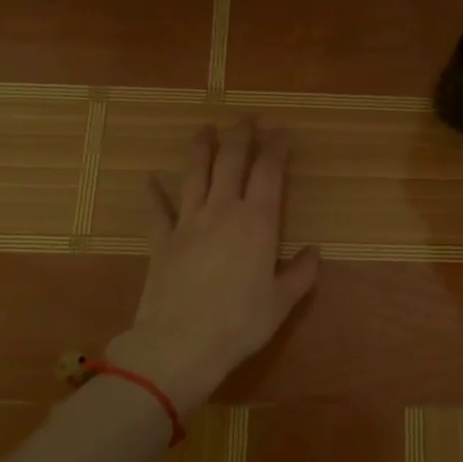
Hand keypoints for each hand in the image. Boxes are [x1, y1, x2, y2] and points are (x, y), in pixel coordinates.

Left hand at [109, 120, 320, 410]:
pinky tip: (149, 180)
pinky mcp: (161, 241)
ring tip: (204, 129)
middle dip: (240, 134)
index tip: (280, 129)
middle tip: (246, 117)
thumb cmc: (239, 323)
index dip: (275, 146)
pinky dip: (153, 194)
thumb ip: (300, 274)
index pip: (269, 171)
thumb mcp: (281, 302)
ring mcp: (187, 222)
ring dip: (200, 148)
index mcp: (257, 222)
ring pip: (194, 174)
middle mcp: (222, 211)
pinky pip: (156, 210)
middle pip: (230, 161)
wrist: (180, 344)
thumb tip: (313, 253)